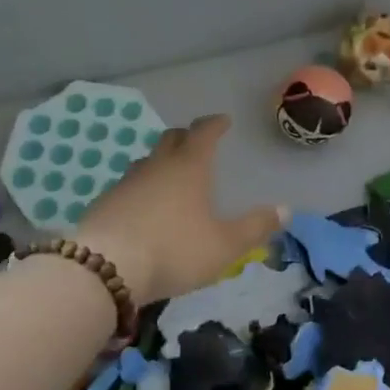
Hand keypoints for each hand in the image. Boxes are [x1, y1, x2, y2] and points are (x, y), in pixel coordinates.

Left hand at [75, 114, 283, 305]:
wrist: (104, 269)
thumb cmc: (174, 250)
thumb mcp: (224, 245)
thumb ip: (255, 227)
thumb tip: (286, 209)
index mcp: (189, 168)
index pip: (203, 133)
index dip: (215, 124)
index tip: (223, 120)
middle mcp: (156, 166)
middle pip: (171, 139)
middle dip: (186, 137)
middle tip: (197, 142)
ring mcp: (126, 183)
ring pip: (146, 161)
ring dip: (160, 162)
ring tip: (170, 175)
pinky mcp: (103, 204)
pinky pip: (127, 187)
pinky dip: (140, 189)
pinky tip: (142, 208)